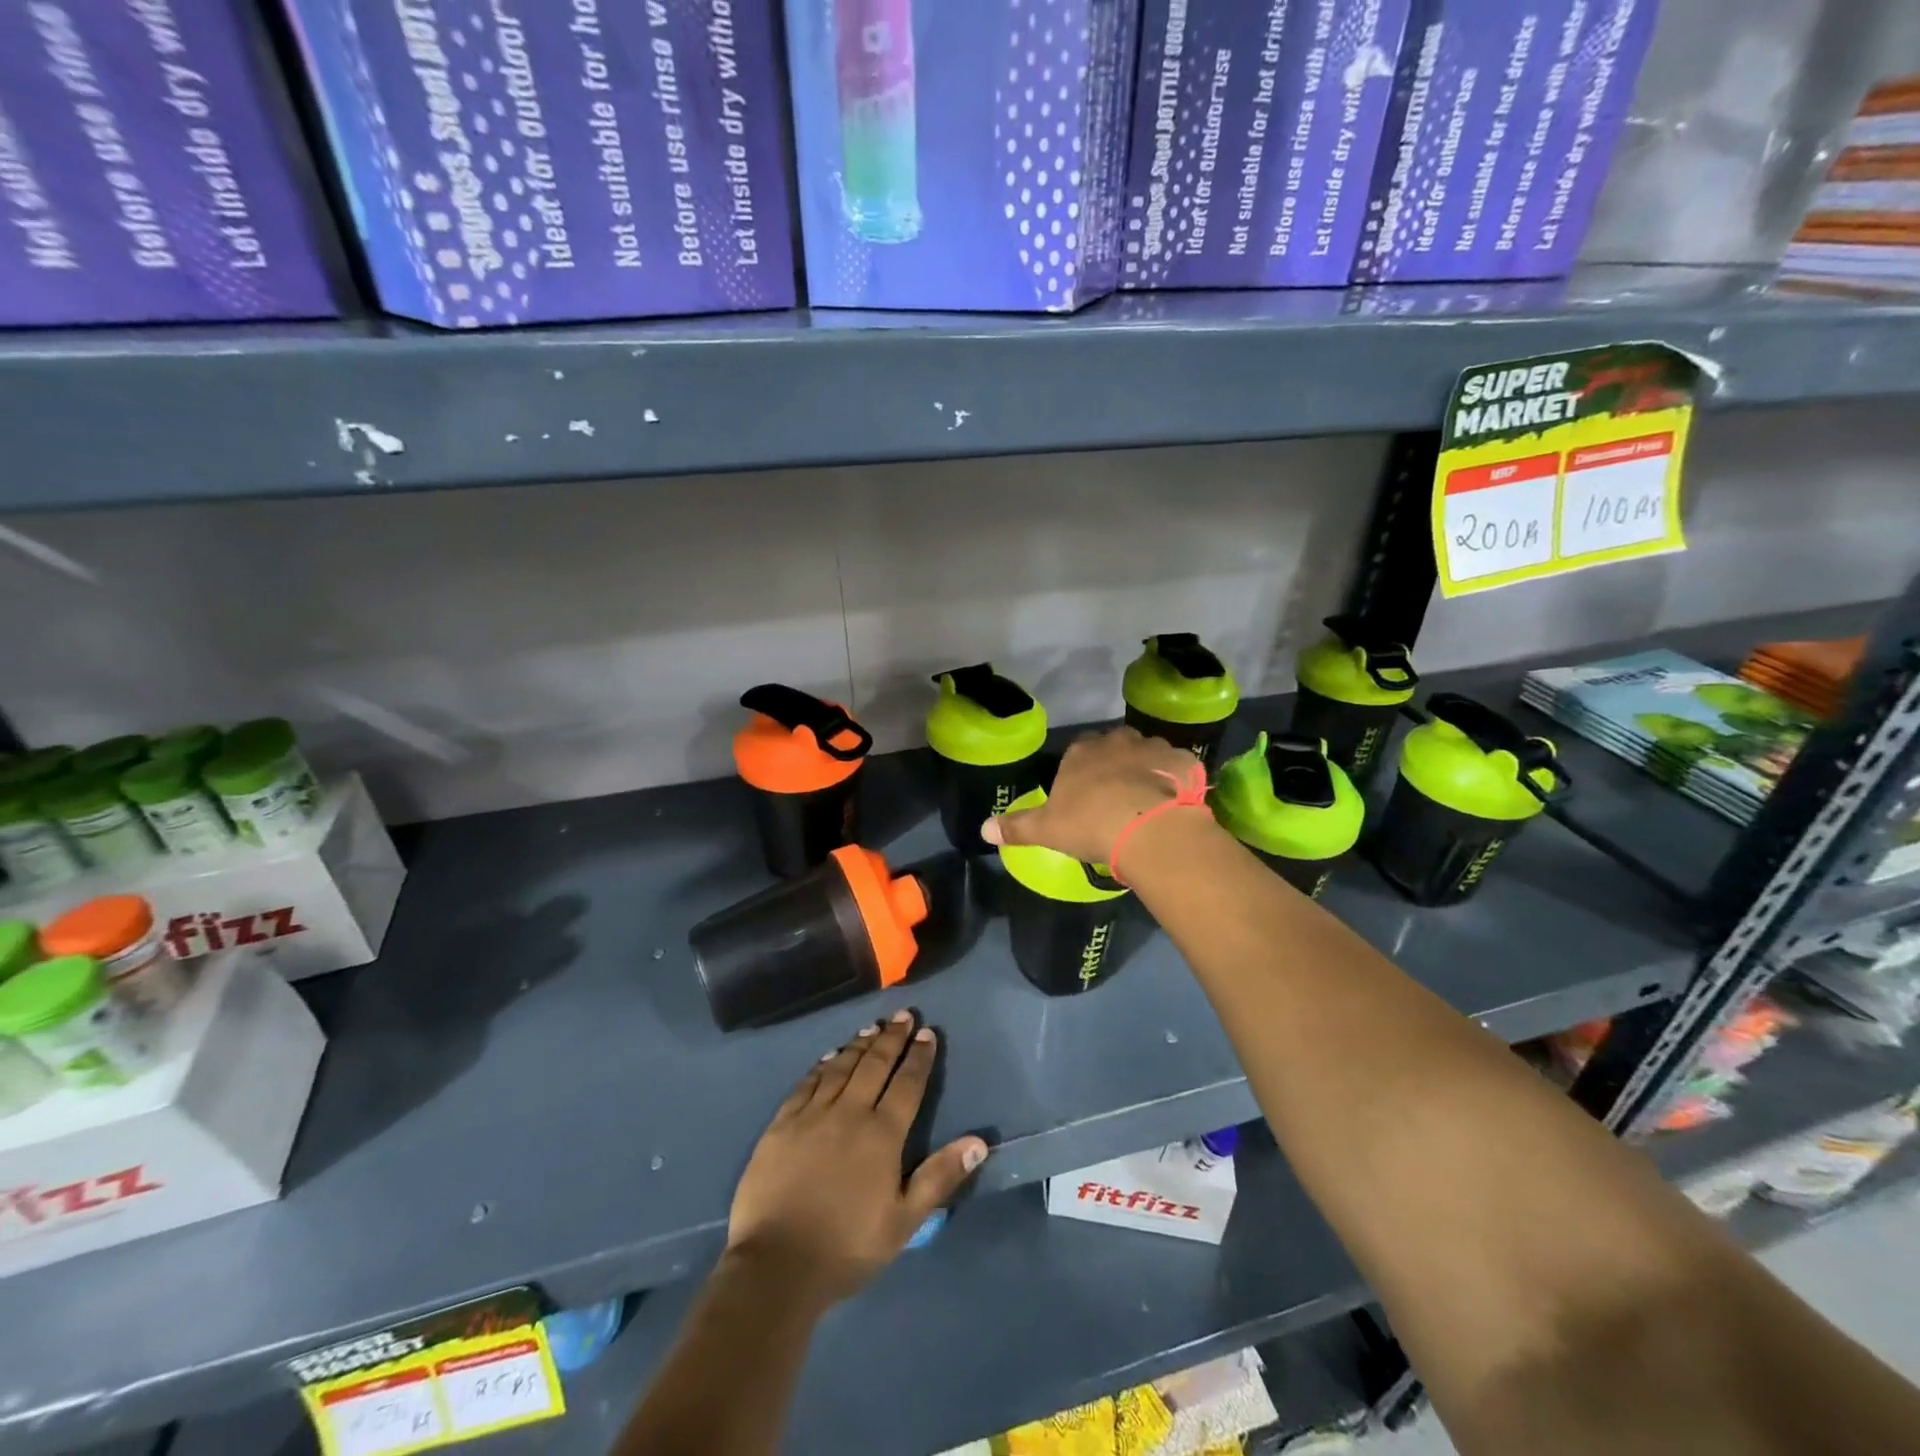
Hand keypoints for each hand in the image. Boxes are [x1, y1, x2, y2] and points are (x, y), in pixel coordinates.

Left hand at [725, 1011, 988, 1306]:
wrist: (775, 1265)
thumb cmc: (846, 1247)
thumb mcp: (903, 1221)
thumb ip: (940, 1177)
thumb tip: (978, 1142)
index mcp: (882, 1135)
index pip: (907, 1084)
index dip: (918, 1057)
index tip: (927, 1033)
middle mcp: (849, 1113)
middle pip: (874, 1065)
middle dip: (892, 1038)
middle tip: (903, 1015)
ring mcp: (812, 1115)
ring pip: (841, 1067)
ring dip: (859, 1045)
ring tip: (872, 1027)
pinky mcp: (782, 1123)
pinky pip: (807, 1083)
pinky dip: (822, 1065)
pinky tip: (829, 1056)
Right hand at [983, 726, 1207, 863]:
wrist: (1150, 829)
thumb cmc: (1091, 825)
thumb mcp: (1046, 830)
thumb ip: (1016, 827)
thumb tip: (983, 829)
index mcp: (1081, 752)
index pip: (1078, 751)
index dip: (1081, 772)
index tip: (1084, 795)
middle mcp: (1117, 740)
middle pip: (1114, 747)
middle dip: (1114, 765)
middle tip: (1115, 797)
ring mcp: (1154, 748)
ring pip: (1147, 754)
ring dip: (1146, 771)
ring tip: (1146, 802)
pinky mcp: (1184, 761)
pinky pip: (1177, 768)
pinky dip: (1175, 781)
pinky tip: (1173, 804)